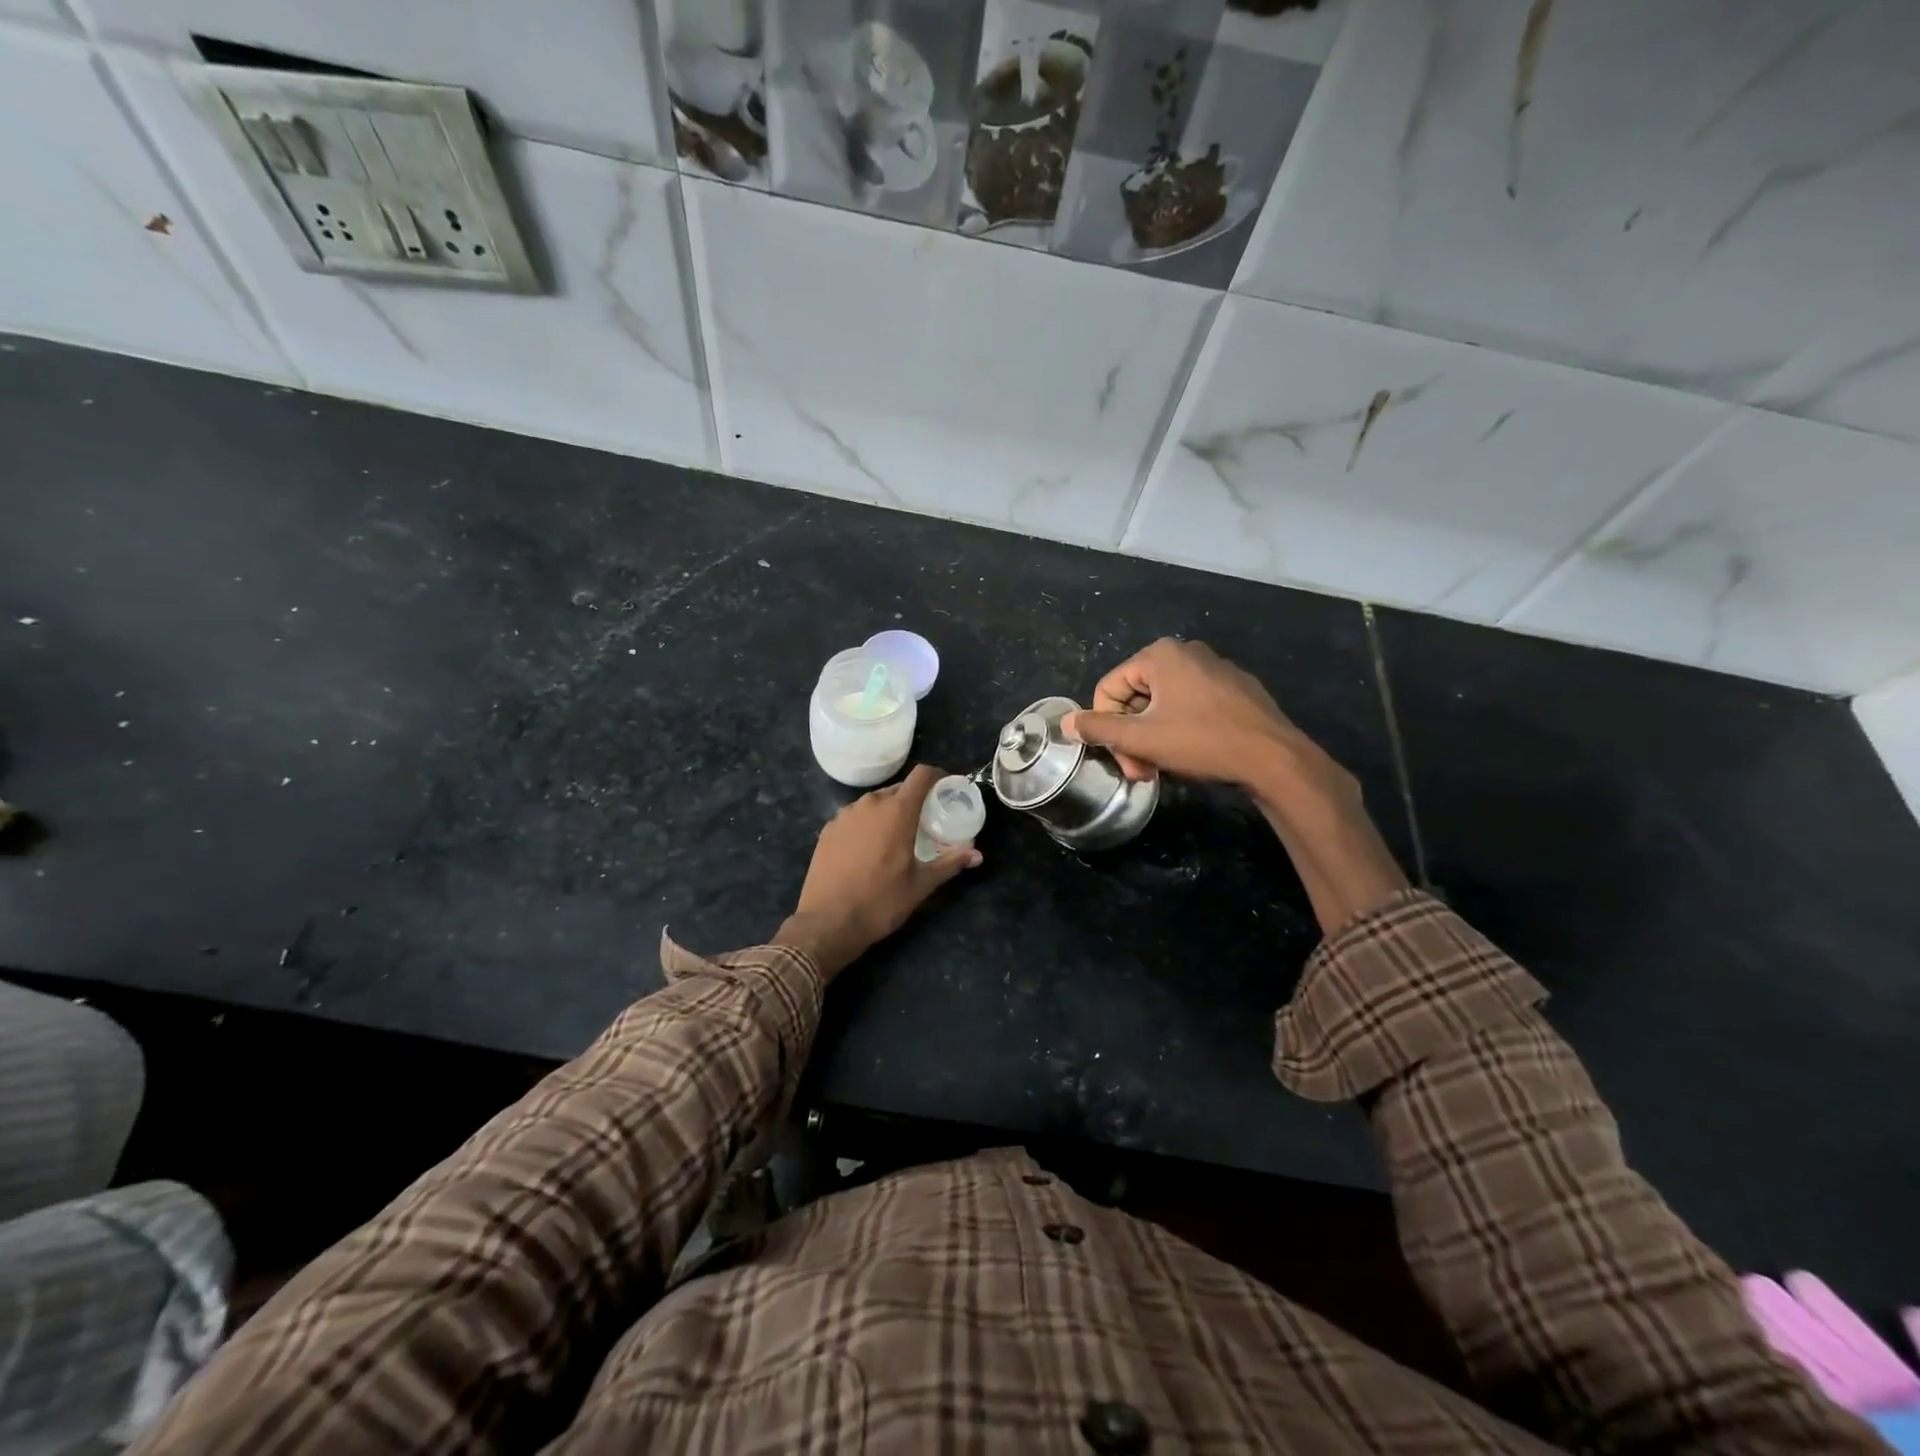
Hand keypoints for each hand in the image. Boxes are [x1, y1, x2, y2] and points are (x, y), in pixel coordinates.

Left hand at [775, 765, 981, 977]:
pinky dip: (867, 824)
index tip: (946, 790)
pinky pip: (855, 816)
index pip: (921, 775)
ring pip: (874, 802)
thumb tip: (977, 855)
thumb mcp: (921, 885)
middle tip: (925, 822)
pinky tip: (868, 849)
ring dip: (889, 812)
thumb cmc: (880, 901)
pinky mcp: (828, 829)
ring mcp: (845, 815)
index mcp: (897, 811)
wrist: (827, 922)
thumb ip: (950, 863)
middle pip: (899, 788)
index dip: (937, 776)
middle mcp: (870, 804)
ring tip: (897, 836)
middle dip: (914, 799)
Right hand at [1063, 638, 1353, 803]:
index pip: (1109, 688)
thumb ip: (1099, 728)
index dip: (1107, 728)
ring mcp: (1215, 667)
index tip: (1125, 761)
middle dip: (1132, 736)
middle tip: (1142, 770)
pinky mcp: (1236, 688)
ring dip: (1154, 736)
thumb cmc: (1202, 742)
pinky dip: (1182, 728)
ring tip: (1165, 766)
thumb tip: (1067, 722)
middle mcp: (1186, 651)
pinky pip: (1192, 704)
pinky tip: (1194, 753)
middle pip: (1137, 696)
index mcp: (1160, 655)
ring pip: (1164, 703)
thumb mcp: (1142, 739)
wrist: (1273, 759)